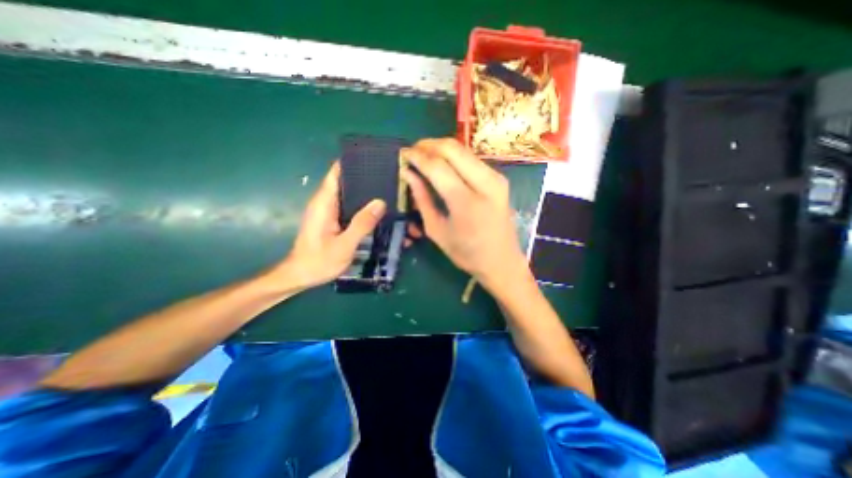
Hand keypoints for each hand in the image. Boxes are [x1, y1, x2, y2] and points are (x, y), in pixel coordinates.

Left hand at [271, 164, 383, 288]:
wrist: (300, 276)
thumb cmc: (318, 261)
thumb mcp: (343, 245)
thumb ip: (361, 224)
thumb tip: (380, 202)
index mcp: (324, 202)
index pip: (337, 172)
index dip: (354, 163)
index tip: (375, 160)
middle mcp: (326, 202)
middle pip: (347, 181)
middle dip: (367, 178)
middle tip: (391, 178)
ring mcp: (330, 211)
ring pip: (350, 194)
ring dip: (367, 193)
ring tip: (390, 191)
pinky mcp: (333, 220)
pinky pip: (351, 206)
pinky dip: (364, 206)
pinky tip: (379, 211)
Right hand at [403, 137, 530, 289]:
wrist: (502, 261)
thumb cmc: (466, 253)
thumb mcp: (437, 231)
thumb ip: (422, 199)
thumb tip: (408, 174)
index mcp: (466, 203)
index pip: (437, 166)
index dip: (417, 156)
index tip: (402, 153)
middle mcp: (485, 183)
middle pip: (452, 148)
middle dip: (428, 145)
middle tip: (412, 152)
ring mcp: (496, 178)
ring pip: (463, 149)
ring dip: (440, 148)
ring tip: (424, 156)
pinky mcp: (499, 178)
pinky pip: (471, 158)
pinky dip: (453, 156)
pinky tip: (442, 164)